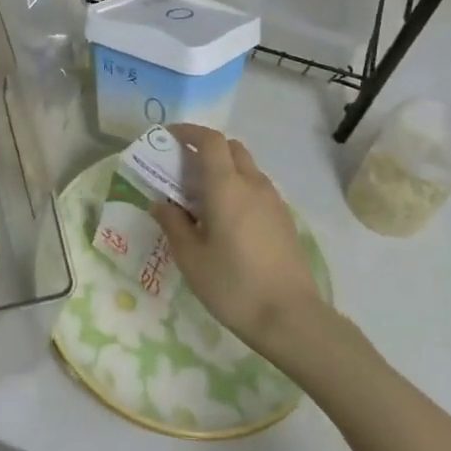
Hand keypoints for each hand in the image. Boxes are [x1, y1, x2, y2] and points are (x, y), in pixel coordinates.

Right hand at [151, 124, 330, 360]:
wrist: (291, 318)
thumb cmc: (233, 285)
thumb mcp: (191, 258)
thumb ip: (173, 224)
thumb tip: (160, 204)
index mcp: (226, 187)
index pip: (210, 140)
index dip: (188, 132)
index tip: (168, 138)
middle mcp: (253, 184)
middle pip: (231, 148)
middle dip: (205, 149)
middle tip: (182, 169)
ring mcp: (273, 201)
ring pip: (246, 168)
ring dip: (223, 169)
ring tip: (202, 198)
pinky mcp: (284, 219)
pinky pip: (257, 189)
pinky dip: (238, 188)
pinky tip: (226, 219)